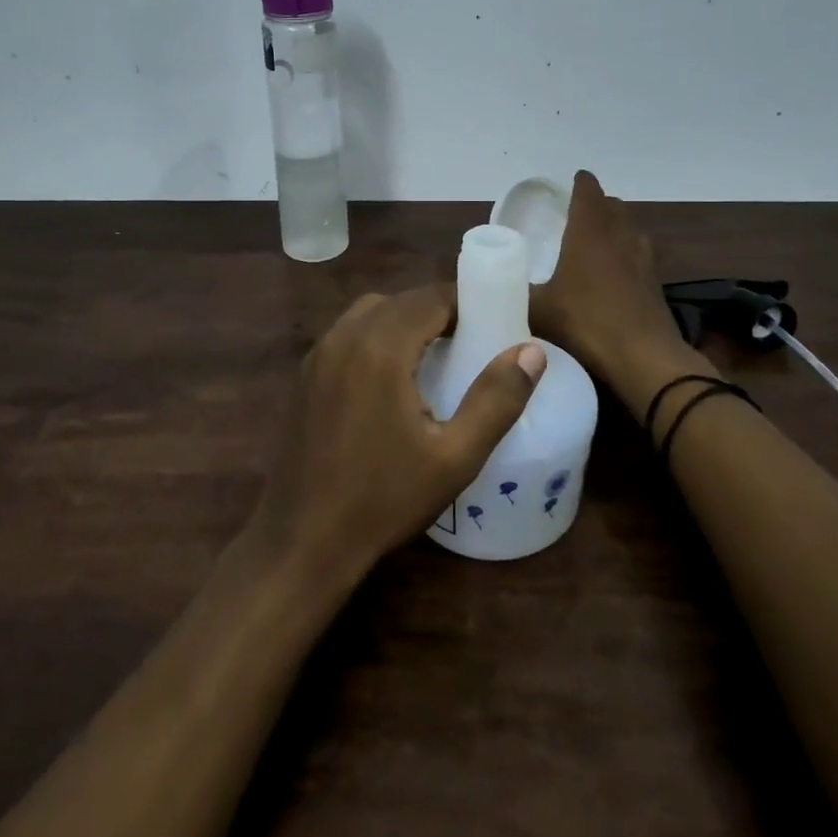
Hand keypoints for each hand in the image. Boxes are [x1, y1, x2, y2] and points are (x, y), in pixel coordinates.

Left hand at [248, 285, 546, 587]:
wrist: (304, 538)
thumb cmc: (385, 499)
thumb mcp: (456, 457)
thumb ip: (497, 399)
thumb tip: (532, 351)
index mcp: (380, 348)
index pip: (431, 298)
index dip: (466, 302)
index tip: (494, 319)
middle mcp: (345, 336)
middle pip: (401, 300)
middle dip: (438, 309)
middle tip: (472, 338)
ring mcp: (319, 353)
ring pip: (371, 311)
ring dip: (406, 319)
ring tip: (436, 353)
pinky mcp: (305, 373)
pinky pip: (348, 332)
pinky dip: (376, 334)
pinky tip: (392, 374)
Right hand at [529, 171, 691, 404]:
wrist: (643, 358)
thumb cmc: (586, 322)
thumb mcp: (538, 310)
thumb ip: (514, 293)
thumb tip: (490, 287)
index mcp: (589, 231)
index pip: (589, 191)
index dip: (580, 183)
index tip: (570, 183)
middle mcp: (620, 236)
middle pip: (613, 206)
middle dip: (596, 205)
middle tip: (575, 215)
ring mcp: (643, 259)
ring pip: (630, 229)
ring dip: (615, 228)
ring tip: (595, 242)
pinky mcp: (655, 284)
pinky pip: (640, 255)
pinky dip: (626, 255)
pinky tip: (614, 276)